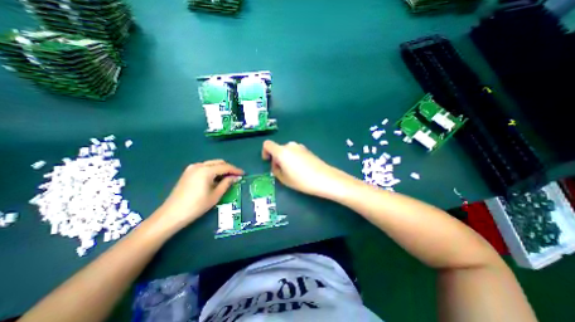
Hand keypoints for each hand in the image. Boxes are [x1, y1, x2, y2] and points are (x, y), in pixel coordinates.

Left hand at [156, 161, 241, 231]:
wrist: (172, 214)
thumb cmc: (196, 206)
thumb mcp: (215, 195)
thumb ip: (227, 183)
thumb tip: (236, 177)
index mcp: (206, 170)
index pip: (225, 167)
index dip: (236, 170)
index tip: (243, 174)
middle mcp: (199, 165)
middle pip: (219, 162)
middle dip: (229, 168)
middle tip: (236, 176)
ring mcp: (192, 168)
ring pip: (211, 164)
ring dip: (221, 169)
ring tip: (227, 178)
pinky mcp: (188, 172)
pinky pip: (205, 167)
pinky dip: (213, 170)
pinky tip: (215, 179)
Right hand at [263, 140, 349, 197]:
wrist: (325, 178)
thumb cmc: (302, 180)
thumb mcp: (284, 179)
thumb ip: (276, 170)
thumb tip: (277, 165)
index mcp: (282, 151)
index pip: (267, 145)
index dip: (264, 152)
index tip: (267, 161)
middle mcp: (290, 146)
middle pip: (278, 149)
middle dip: (276, 159)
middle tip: (281, 171)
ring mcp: (300, 147)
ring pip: (287, 151)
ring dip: (285, 159)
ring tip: (292, 172)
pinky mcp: (307, 150)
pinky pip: (295, 152)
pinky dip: (293, 158)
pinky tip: (300, 169)